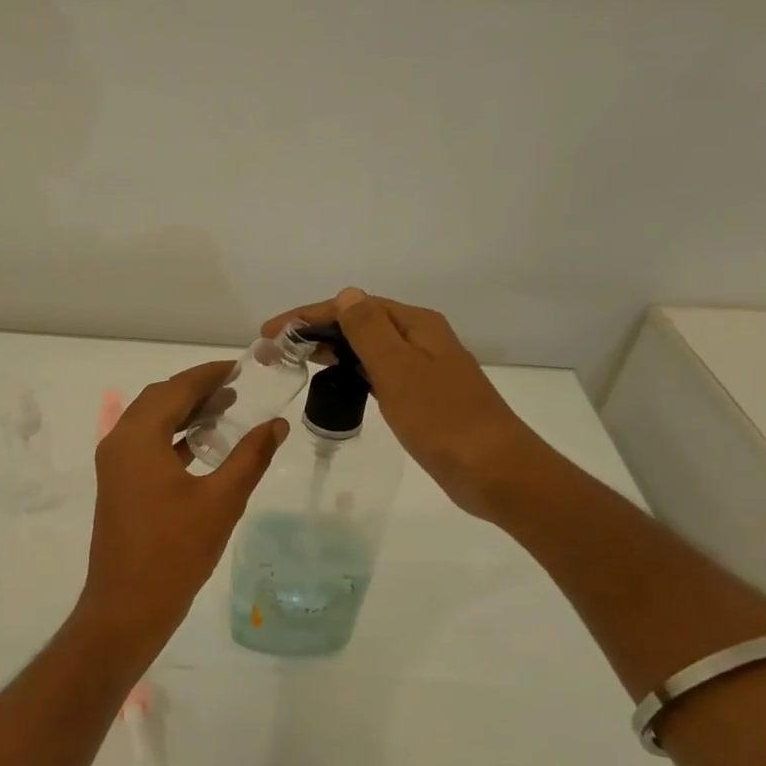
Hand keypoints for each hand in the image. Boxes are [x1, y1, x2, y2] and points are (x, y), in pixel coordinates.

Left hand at [79, 361, 287, 637]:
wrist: (127, 607)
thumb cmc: (175, 552)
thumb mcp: (222, 501)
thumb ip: (250, 457)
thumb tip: (277, 424)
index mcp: (138, 438)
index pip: (175, 389)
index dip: (208, 374)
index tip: (239, 367)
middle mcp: (119, 443)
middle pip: (158, 400)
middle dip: (196, 390)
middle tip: (237, 388)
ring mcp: (114, 466)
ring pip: (150, 423)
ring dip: (184, 413)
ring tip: (226, 412)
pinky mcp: (118, 486)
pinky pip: (146, 446)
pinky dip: (174, 438)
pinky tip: (203, 448)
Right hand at [263, 288, 549, 519]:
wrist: (494, 471)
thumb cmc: (442, 419)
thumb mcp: (399, 370)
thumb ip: (369, 331)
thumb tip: (347, 294)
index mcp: (416, 325)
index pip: (353, 307)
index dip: (308, 316)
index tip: (271, 332)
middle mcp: (421, 340)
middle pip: (360, 323)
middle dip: (316, 331)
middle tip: (276, 350)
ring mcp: (423, 369)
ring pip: (368, 349)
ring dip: (332, 349)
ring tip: (296, 360)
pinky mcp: (422, 398)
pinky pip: (378, 373)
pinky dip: (352, 372)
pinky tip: (337, 383)